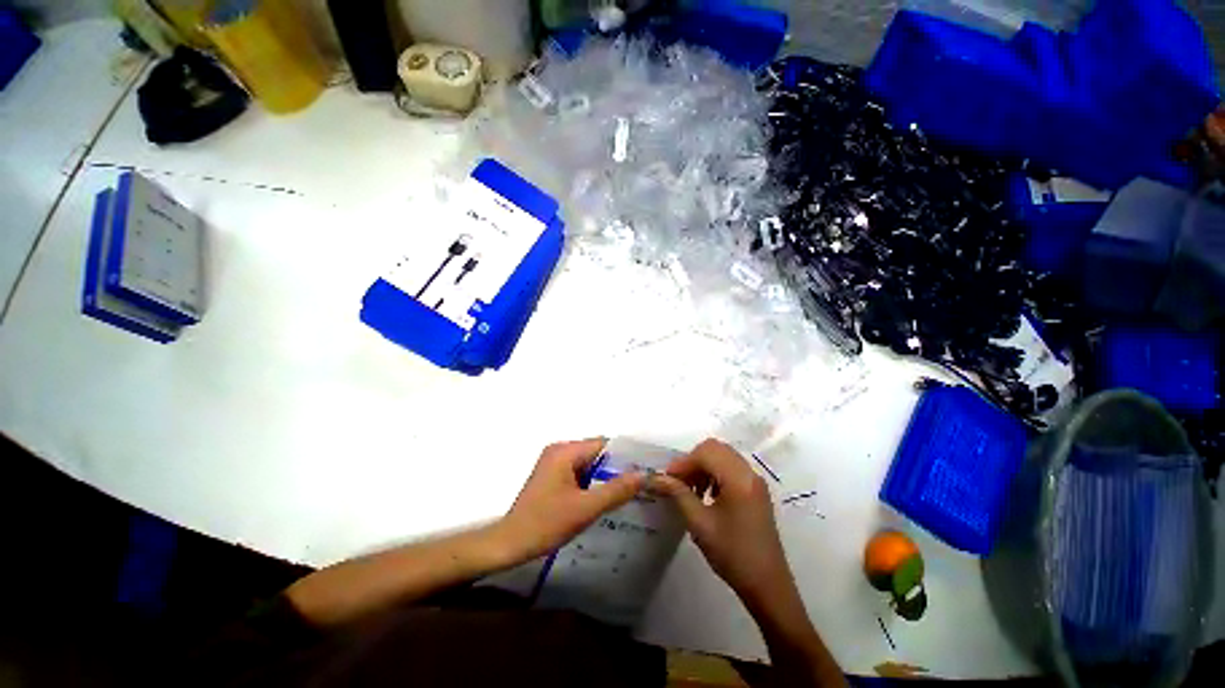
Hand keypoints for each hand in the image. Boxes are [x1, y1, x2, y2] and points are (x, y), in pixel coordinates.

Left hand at [496, 439, 645, 562]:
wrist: (509, 545)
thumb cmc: (546, 523)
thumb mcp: (586, 508)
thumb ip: (616, 490)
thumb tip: (643, 475)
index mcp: (565, 451)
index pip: (603, 444)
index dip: (625, 456)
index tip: (644, 469)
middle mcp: (559, 450)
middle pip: (596, 453)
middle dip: (616, 467)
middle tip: (639, 484)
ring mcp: (554, 463)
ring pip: (589, 464)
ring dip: (605, 477)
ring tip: (627, 492)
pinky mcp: (551, 476)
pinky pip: (579, 472)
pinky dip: (592, 483)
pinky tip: (604, 498)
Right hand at [652, 438, 796, 613]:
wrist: (767, 585)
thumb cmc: (732, 554)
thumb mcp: (699, 524)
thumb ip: (678, 494)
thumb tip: (655, 478)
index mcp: (738, 478)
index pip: (705, 453)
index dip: (683, 463)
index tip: (667, 480)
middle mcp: (749, 472)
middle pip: (715, 449)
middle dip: (692, 461)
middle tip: (678, 482)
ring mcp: (754, 481)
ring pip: (722, 457)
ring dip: (703, 467)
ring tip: (690, 490)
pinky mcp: (755, 490)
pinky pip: (731, 469)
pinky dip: (714, 474)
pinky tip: (706, 496)